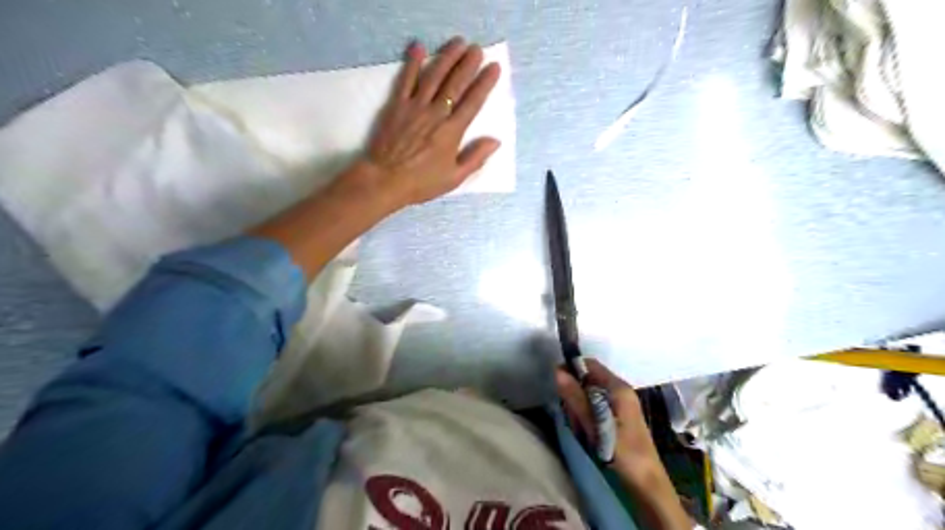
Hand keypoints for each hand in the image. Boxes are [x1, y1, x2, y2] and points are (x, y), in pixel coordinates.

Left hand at [354, 38, 501, 208]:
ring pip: (434, 76)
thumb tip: (495, 141)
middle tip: (477, 49)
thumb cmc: (421, 182)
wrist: (385, 180)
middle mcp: (436, 114)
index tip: (493, 67)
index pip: (473, 102)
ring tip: (458, 43)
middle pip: (455, 84)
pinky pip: (406, 80)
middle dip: (468, 64)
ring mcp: (415, 107)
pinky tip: (419, 47)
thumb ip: (475, 158)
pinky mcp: (396, 105)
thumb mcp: (454, 177)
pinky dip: (412, 63)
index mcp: (452, 132)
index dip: (485, 83)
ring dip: (447, 57)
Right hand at [555, 360, 657, 479]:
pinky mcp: (620, 415)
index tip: (557, 384)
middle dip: (576, 393)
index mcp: (619, 388)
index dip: (572, 369)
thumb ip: (576, 398)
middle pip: (589, 379)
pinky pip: (597, 405)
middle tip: (572, 415)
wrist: (647, 483)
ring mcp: (622, 403)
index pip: (590, 364)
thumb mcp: (595, 425)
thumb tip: (558, 371)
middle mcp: (622, 390)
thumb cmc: (622, 452)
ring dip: (580, 407)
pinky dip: (588, 415)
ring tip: (581, 428)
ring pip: (591, 394)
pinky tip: (588, 432)